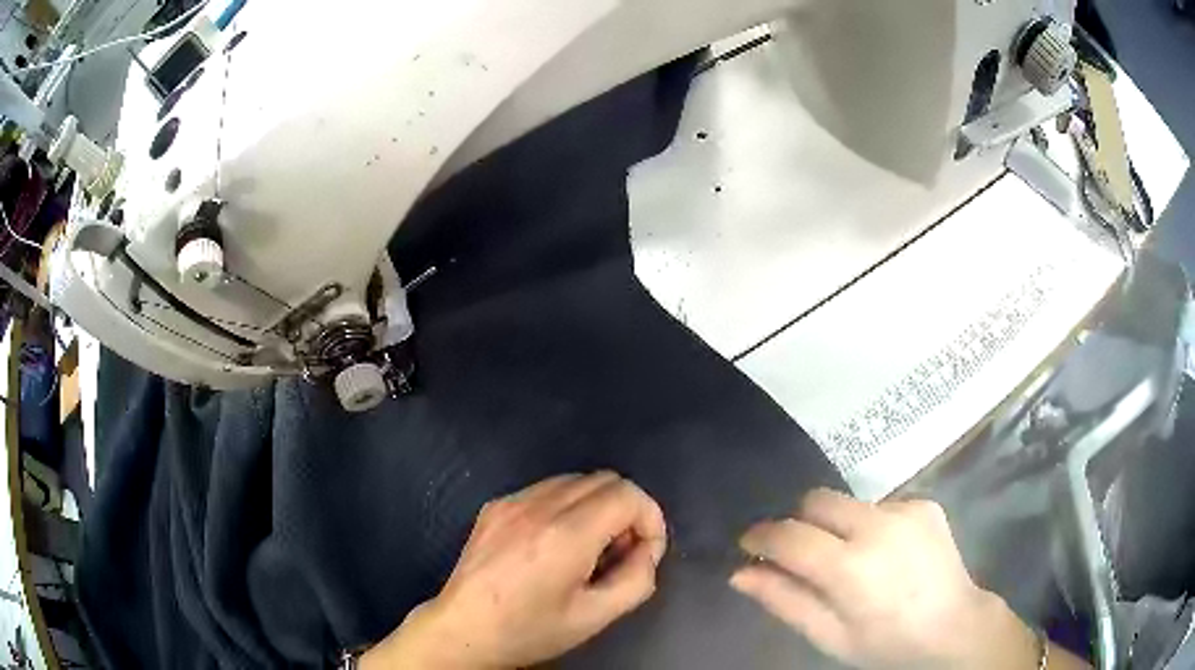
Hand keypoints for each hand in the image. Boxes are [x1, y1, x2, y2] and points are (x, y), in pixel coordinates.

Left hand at [363, 472, 666, 669]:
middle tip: (617, 553)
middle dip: (626, 511)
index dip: (650, 519)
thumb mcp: (595, 617)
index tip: (644, 552)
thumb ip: (637, 579)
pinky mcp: (494, 505)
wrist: (463, 630)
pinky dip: (566, 506)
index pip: (628, 494)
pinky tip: (553, 543)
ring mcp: (511, 501)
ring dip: (596, 506)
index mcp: (566, 535)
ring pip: (576, 480)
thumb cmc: (530, 630)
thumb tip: (645, 551)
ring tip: (586, 549)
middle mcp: (538, 506)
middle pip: (606, 479)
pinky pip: (546, 489)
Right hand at [730, 488, 1047, 669]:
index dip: (762, 535)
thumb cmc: (885, 643)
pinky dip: (871, 526)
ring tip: (853, 560)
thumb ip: (784, 600)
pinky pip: (880, 505)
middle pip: (816, 501)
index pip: (789, 534)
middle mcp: (877, 525)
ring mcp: (905, 509)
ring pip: (848, 503)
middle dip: (799, 522)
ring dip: (837, 526)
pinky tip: (886, 554)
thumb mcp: (829, 635)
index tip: (750, 543)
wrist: (953, 626)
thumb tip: (741, 572)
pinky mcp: (924, 503)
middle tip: (801, 554)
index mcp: (850, 567)